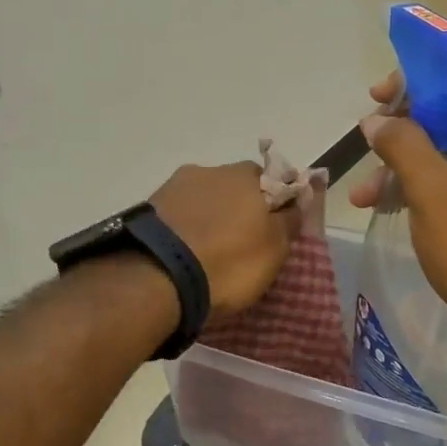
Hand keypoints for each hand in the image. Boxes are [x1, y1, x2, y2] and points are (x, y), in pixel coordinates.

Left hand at [152, 161, 301, 316]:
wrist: (158, 276)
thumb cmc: (229, 262)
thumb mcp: (275, 250)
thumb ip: (289, 221)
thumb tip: (296, 203)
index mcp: (247, 175)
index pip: (274, 181)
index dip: (276, 204)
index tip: (274, 229)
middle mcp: (212, 169)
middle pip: (235, 186)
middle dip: (240, 208)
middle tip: (240, 242)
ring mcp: (176, 184)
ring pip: (204, 197)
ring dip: (209, 216)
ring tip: (206, 250)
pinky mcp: (150, 204)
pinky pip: (178, 213)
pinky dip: (184, 226)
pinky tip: (182, 249)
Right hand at [349, 74, 446, 355]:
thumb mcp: (432, 190)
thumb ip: (402, 145)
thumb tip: (375, 120)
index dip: (416, 85)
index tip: (378, 96)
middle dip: (400, 136)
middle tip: (366, 148)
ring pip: (444, 159)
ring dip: (401, 170)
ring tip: (363, 197)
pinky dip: (419, 192)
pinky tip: (386, 208)